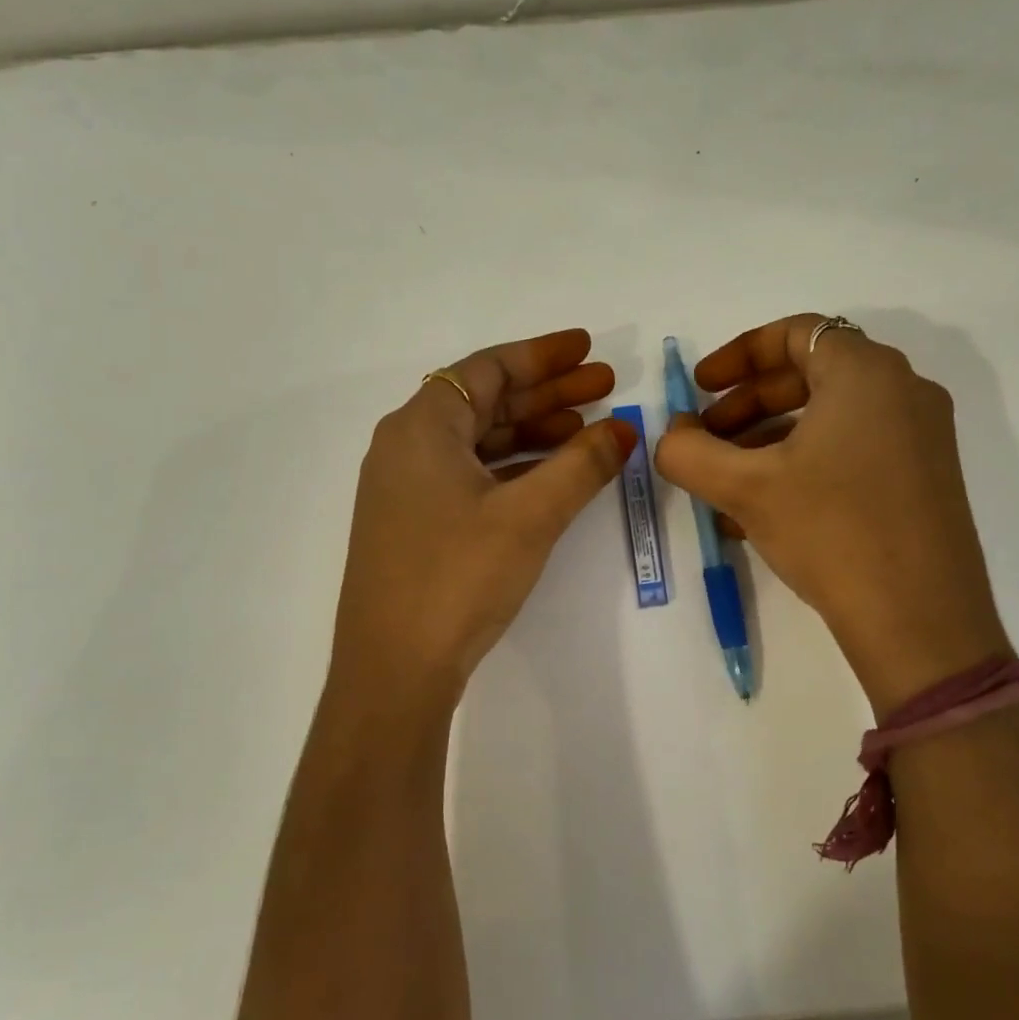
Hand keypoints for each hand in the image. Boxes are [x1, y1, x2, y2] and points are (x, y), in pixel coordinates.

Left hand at [331, 329, 635, 704]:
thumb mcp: (529, 515)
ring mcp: (406, 488)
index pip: (487, 368)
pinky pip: (470, 476)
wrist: (393, 669)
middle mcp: (406, 446)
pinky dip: (512, 469)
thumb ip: (581, 465)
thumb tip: (625, 427)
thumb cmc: (457, 577)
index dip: (542, 356)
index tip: (589, 350)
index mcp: (422, 427)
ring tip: (589, 431)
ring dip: (533, 433)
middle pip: (484, 402)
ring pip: (479, 442)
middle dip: (547, 394)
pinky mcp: (414, 524)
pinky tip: (551, 477)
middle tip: (606, 388)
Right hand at [654, 313, 1008, 713]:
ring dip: (767, 440)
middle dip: (746, 404)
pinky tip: (764, 512)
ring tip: (726, 484)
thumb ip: (688, 452)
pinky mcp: (924, 479)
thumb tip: (671, 435)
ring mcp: (921, 437)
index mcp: (866, 373)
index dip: (736, 355)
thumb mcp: (745, 487)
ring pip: (828, 418)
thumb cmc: (831, 531)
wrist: (920, 620)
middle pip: (809, 374)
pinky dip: (803, 464)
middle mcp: (903, 391)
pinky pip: (851, 450)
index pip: (794, 333)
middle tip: (705, 438)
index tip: (699, 388)